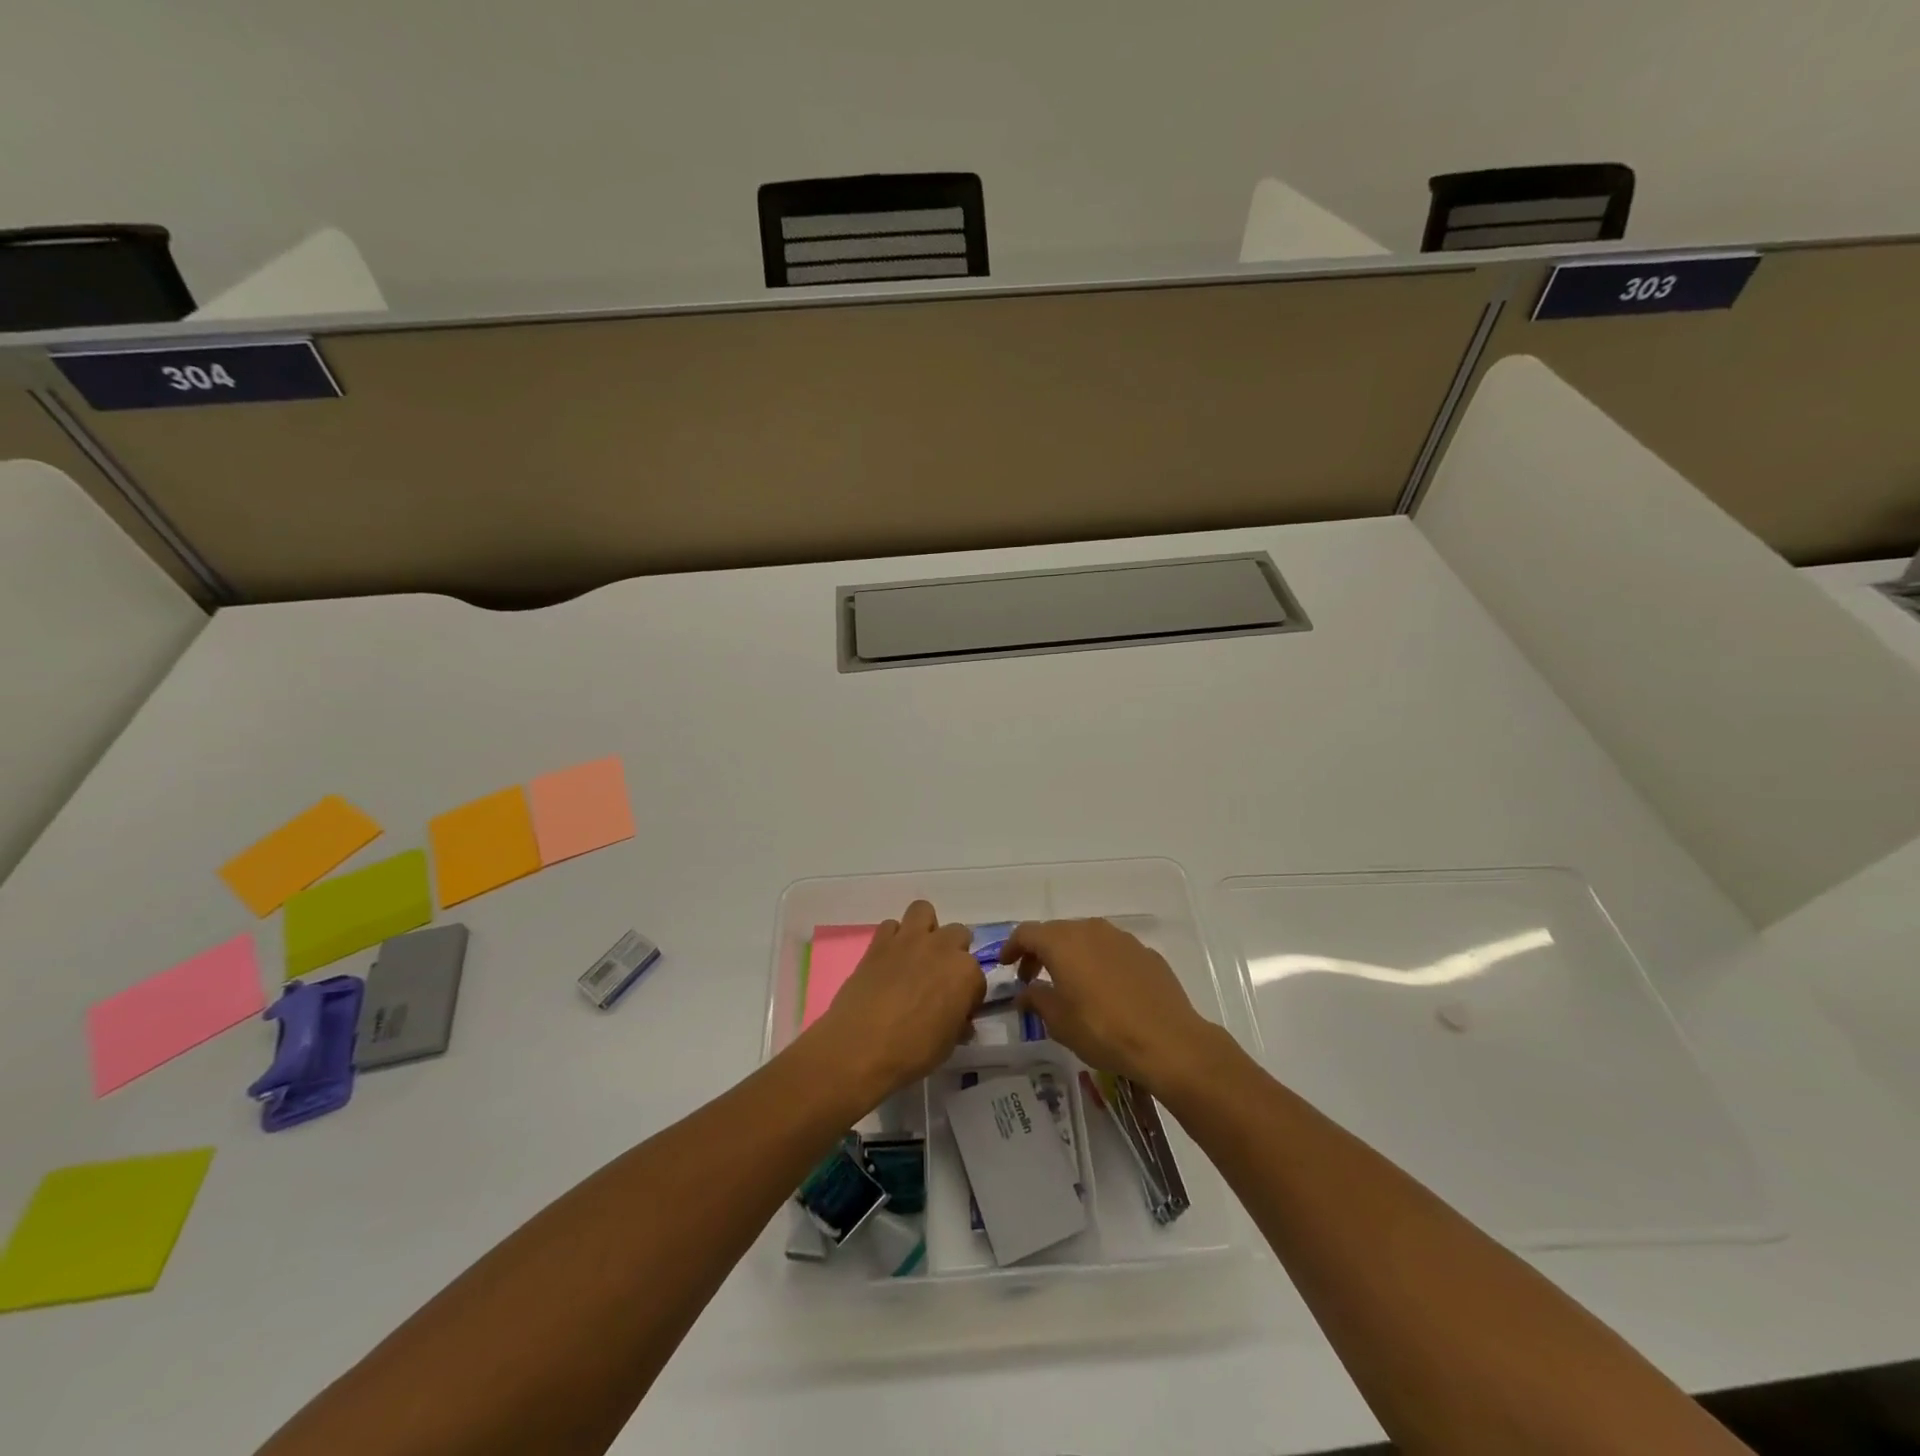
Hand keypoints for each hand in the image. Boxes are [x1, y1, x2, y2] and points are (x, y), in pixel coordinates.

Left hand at [808, 901, 984, 1107]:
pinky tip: (888, 961)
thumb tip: (959, 1021)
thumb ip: (958, 1023)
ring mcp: (909, 940)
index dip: (968, 994)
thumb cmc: (912, 1051)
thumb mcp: (948, 1045)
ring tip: (916, 955)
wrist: (860, 1047)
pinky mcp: (879, 942)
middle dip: (952, 953)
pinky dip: (892, 938)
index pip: (977, 977)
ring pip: (923, 911)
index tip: (957, 1009)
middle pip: (958, 934)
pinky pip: (890, 926)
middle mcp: (942, 947)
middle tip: (938, 979)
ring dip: (924, 929)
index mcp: (966, 973)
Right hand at [1003, 918, 1220, 1093]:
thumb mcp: (1059, 1021)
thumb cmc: (1103, 1030)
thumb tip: (1026, 992)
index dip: (1011, 947)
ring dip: (1071, 955)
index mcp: (1063, 942)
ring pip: (1086, 938)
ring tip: (1068, 984)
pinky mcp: (1145, 953)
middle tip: (1032, 979)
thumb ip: (1037, 999)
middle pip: (1056, 932)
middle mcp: (1091, 930)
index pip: (1027, 933)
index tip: (1005, 965)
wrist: (1168, 1041)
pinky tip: (1103, 990)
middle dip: (1040, 952)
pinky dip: (1098, 963)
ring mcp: (1121, 939)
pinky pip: (1111, 951)